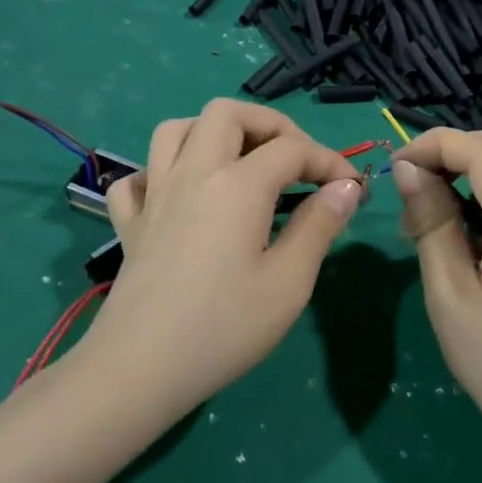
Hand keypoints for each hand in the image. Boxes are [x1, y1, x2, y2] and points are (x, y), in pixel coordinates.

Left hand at [92, 100, 363, 418]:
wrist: (141, 368)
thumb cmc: (224, 328)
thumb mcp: (289, 283)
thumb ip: (319, 226)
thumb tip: (345, 188)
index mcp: (237, 184)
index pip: (292, 148)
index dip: (328, 160)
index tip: (352, 188)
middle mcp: (193, 173)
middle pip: (227, 114)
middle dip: (269, 125)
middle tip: (295, 161)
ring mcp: (155, 195)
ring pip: (175, 129)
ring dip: (212, 133)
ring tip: (239, 163)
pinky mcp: (130, 224)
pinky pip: (137, 178)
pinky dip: (159, 173)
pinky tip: (178, 197)